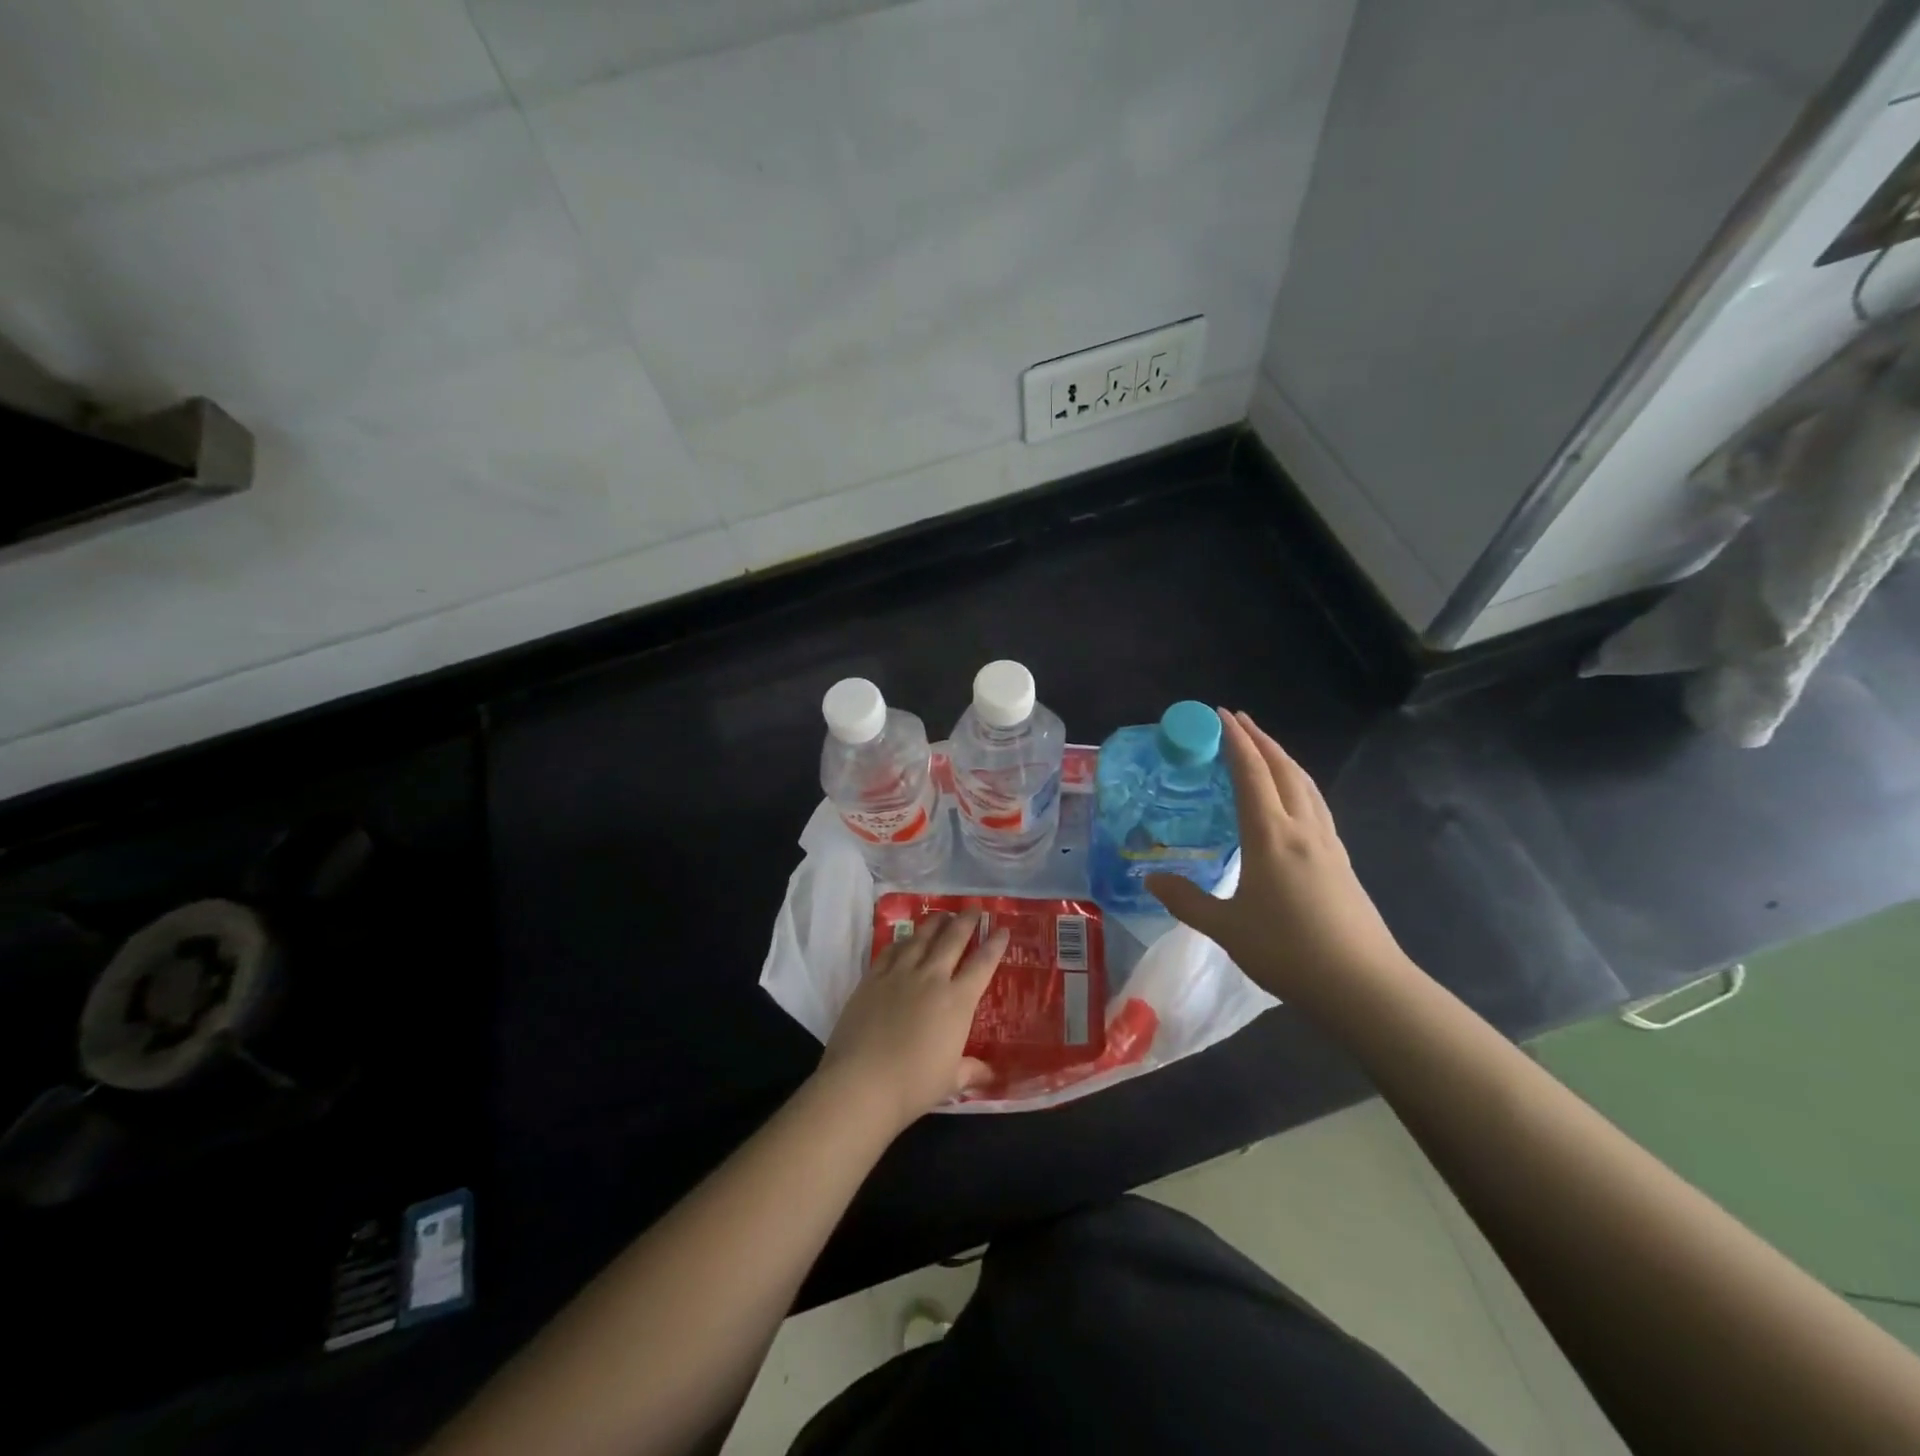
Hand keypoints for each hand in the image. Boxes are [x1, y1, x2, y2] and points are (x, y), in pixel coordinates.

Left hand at [816, 912, 1009, 1131]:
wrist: (861, 1083)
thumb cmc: (913, 1085)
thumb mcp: (950, 1082)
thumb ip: (971, 1071)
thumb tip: (990, 1074)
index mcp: (957, 1001)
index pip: (982, 964)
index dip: (994, 945)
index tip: (1002, 929)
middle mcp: (931, 978)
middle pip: (952, 939)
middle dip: (966, 921)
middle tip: (973, 909)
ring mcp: (899, 974)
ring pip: (921, 937)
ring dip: (935, 922)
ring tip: (942, 914)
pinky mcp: (872, 978)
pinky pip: (891, 950)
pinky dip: (902, 940)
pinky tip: (905, 938)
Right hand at [1147, 709, 1409, 1008]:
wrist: (1363, 985)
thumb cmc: (1288, 951)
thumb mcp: (1226, 928)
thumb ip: (1187, 901)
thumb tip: (1151, 879)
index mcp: (1270, 836)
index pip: (1251, 774)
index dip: (1235, 741)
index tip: (1220, 715)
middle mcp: (1302, 829)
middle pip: (1283, 769)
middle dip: (1260, 739)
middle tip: (1238, 719)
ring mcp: (1327, 843)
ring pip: (1306, 784)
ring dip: (1283, 758)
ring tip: (1265, 748)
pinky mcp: (1341, 861)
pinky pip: (1316, 805)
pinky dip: (1299, 784)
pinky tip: (1294, 799)